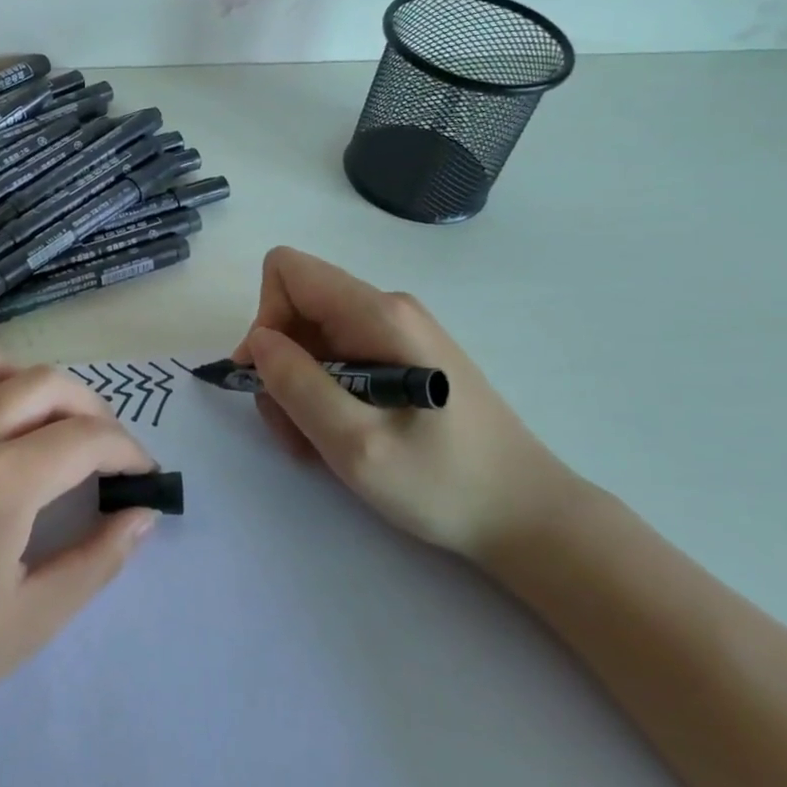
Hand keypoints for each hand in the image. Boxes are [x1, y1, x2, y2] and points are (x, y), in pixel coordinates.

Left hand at [0, 348, 157, 755]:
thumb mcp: (28, 623)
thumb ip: (96, 560)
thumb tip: (143, 514)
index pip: (85, 437)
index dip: (126, 450)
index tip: (140, 473)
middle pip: (45, 383)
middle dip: (91, 408)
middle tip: (103, 449)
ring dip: (30, 386)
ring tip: (42, 428)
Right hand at [235, 246, 577, 561]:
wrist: (528, 515)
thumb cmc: (444, 483)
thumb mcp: (356, 445)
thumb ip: (298, 386)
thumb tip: (257, 341)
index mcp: (378, 315)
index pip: (288, 271)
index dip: (265, 317)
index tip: (270, 377)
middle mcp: (386, 309)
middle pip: (297, 307)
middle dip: (280, 364)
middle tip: (292, 428)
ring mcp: (397, 332)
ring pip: (313, 337)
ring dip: (299, 387)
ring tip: (317, 443)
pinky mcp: (403, 356)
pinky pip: (339, 356)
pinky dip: (323, 393)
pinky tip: (340, 436)